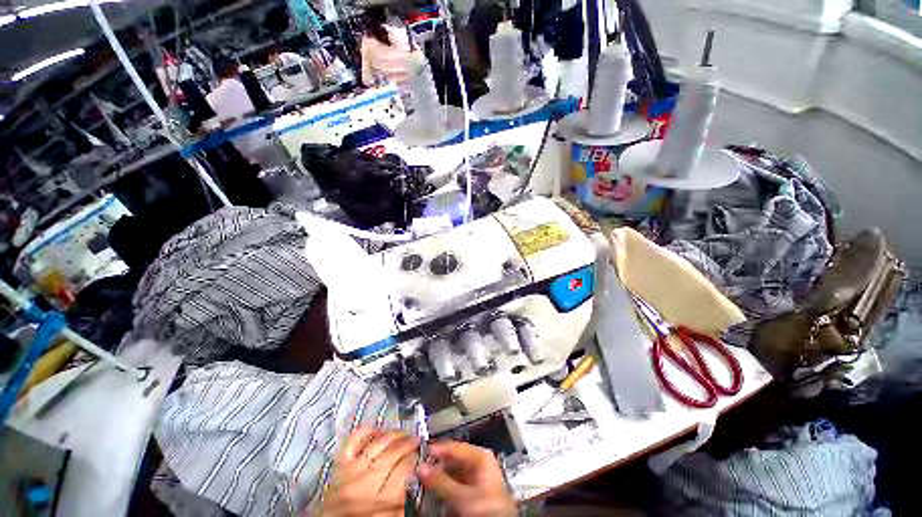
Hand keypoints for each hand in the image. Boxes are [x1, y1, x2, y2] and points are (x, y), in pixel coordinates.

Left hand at [313, 428, 418, 515]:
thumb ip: (404, 499)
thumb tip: (416, 476)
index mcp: (383, 499)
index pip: (407, 467)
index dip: (417, 458)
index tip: (422, 454)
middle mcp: (368, 480)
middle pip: (395, 452)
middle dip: (409, 444)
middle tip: (417, 441)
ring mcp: (352, 468)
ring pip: (380, 442)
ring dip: (395, 434)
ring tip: (403, 434)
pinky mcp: (340, 462)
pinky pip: (356, 438)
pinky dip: (368, 429)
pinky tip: (378, 430)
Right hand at [418, 441, 516, 516]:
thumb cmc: (485, 508)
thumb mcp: (461, 495)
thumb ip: (440, 481)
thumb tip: (420, 467)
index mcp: (480, 455)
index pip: (453, 446)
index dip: (436, 450)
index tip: (418, 454)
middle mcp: (480, 462)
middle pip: (453, 459)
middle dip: (436, 466)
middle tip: (419, 471)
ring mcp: (478, 477)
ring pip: (454, 472)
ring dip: (440, 478)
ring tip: (424, 482)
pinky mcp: (477, 492)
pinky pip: (457, 484)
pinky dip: (446, 487)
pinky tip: (436, 493)